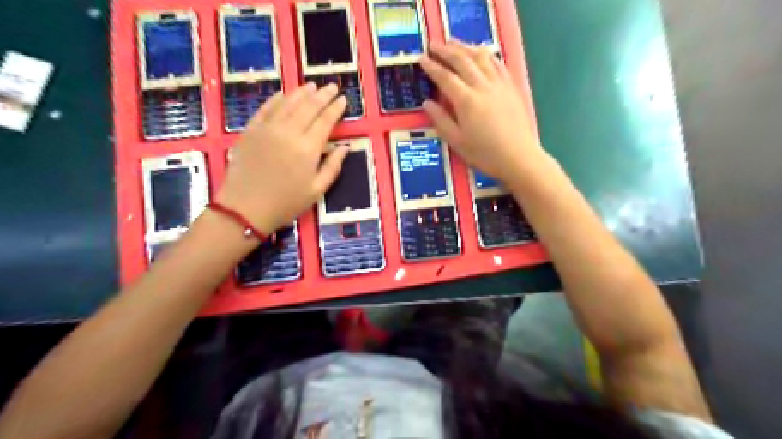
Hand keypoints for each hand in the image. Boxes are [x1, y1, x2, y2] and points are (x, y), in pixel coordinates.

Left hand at [215, 83, 345, 235]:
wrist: (245, 208)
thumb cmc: (286, 203)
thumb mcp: (317, 190)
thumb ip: (333, 166)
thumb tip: (345, 147)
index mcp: (308, 148)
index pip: (325, 121)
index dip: (335, 108)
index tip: (343, 99)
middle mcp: (289, 132)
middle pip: (309, 107)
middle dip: (322, 95)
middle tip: (331, 86)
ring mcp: (267, 128)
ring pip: (288, 103)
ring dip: (301, 92)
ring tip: (312, 85)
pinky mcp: (251, 130)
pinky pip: (265, 109)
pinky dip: (276, 99)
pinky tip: (284, 95)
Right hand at [422, 41, 544, 182]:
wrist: (518, 157)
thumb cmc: (485, 154)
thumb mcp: (457, 141)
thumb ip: (441, 120)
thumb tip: (427, 103)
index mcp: (466, 101)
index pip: (445, 77)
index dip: (432, 67)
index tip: (422, 59)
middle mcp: (483, 87)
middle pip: (462, 60)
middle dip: (446, 50)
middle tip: (434, 46)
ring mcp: (499, 84)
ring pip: (481, 57)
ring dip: (465, 47)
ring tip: (454, 44)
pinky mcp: (511, 87)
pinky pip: (497, 63)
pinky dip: (485, 54)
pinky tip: (480, 53)